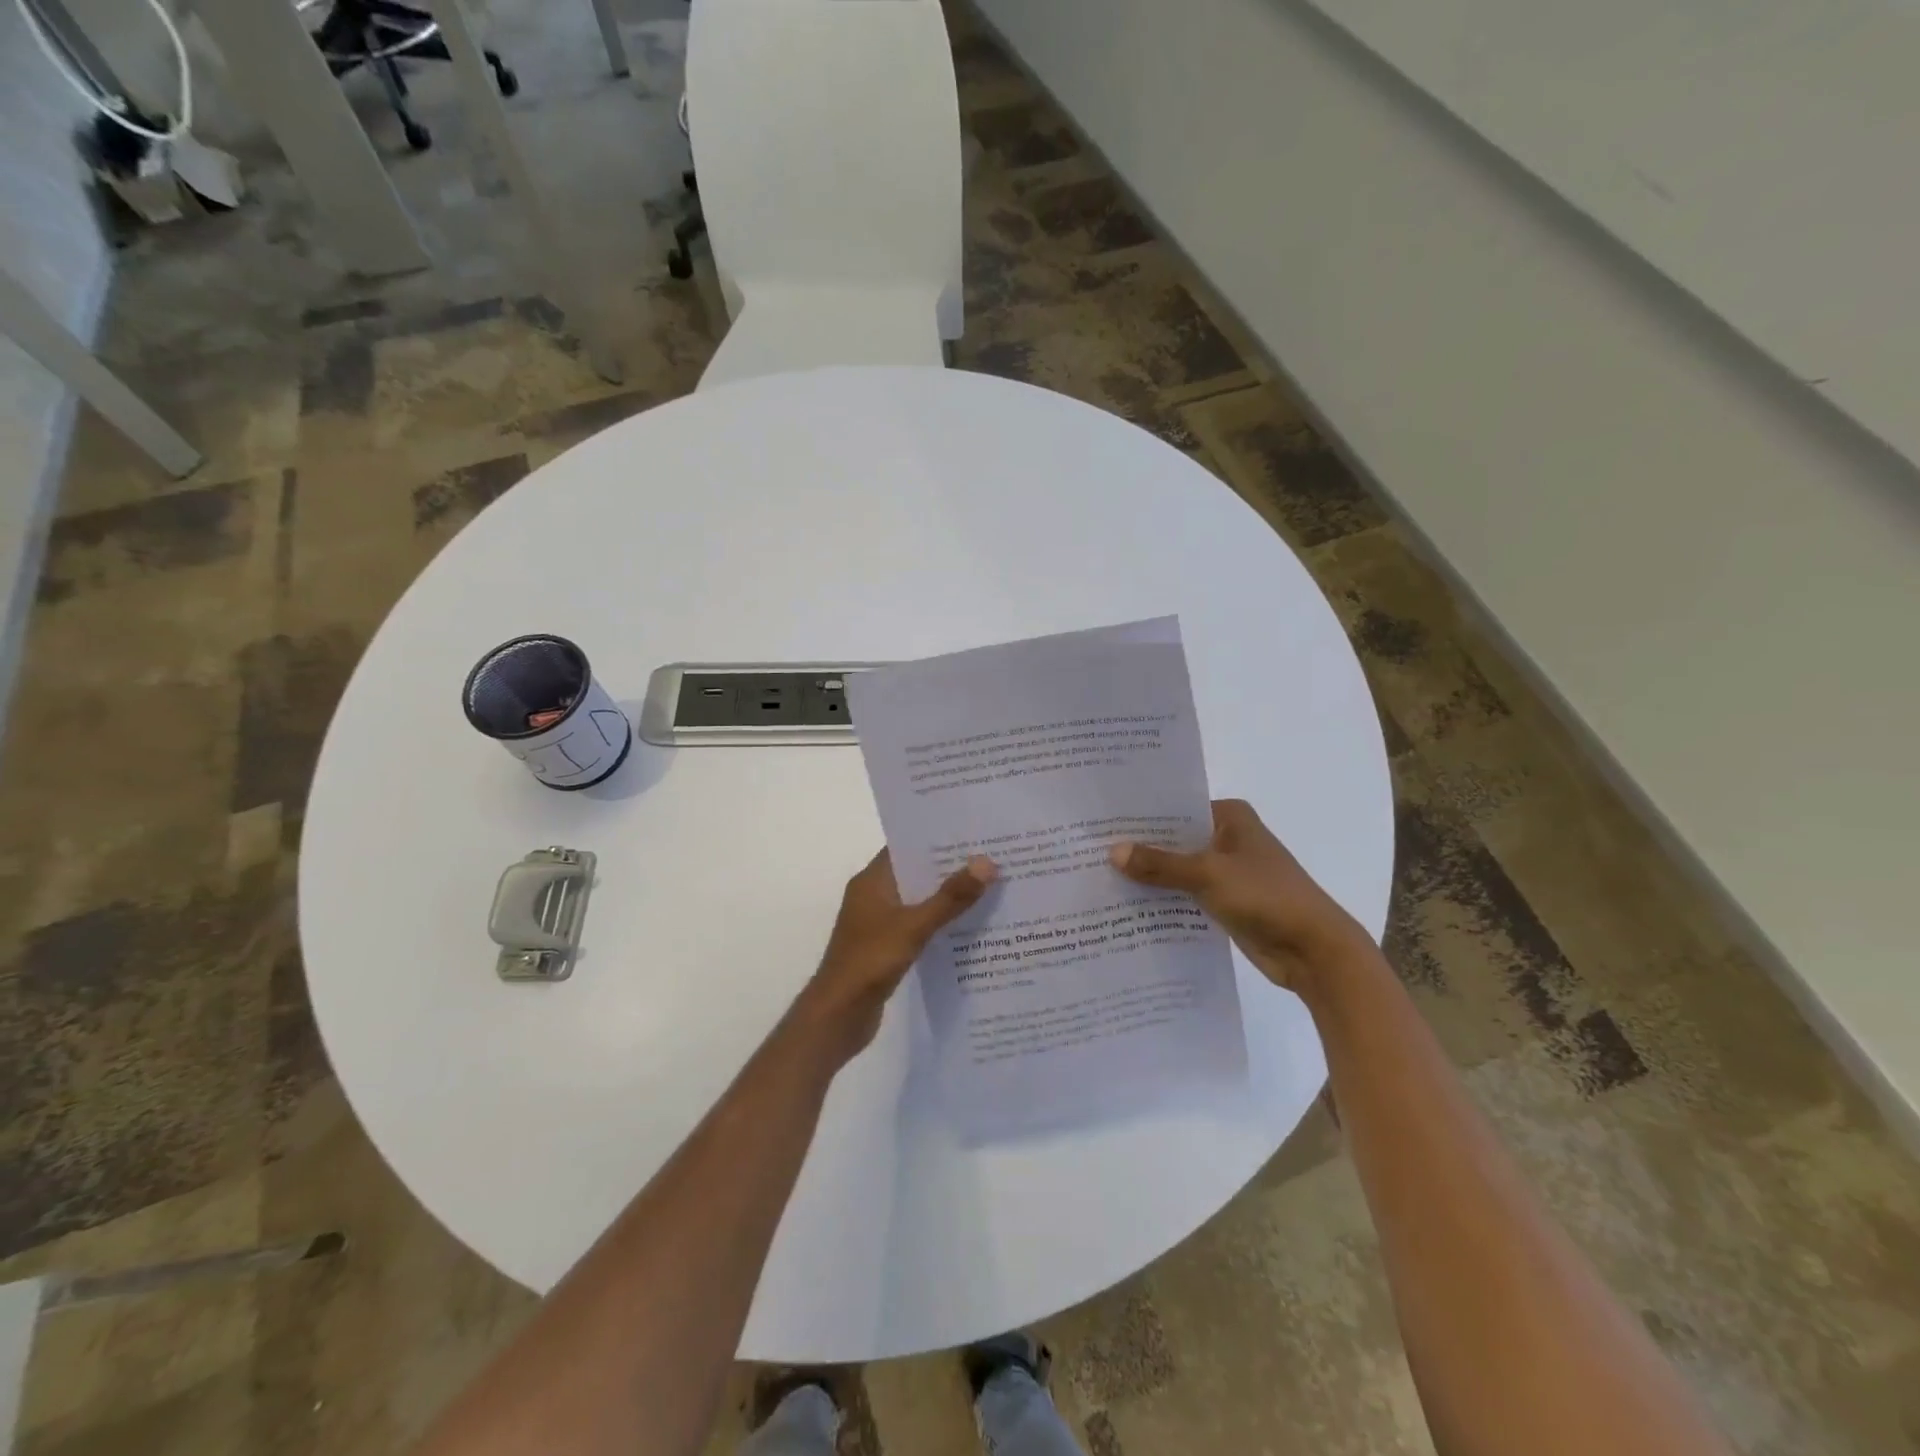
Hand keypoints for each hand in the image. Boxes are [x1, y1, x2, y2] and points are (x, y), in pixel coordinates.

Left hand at [802, 850, 997, 1059]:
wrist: (838, 1016)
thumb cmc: (870, 961)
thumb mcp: (914, 926)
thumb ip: (950, 897)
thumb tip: (986, 863)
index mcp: (872, 881)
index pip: (906, 847)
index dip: (938, 840)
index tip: (974, 834)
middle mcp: (874, 896)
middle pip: (916, 873)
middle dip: (950, 869)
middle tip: (993, 860)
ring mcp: (879, 923)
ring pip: (919, 901)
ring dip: (947, 899)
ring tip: (990, 890)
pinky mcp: (886, 948)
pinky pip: (918, 926)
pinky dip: (939, 925)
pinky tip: (970, 929)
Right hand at [1109, 799, 1370, 993]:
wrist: (1314, 951)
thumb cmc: (1266, 896)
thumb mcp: (1207, 874)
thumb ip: (1159, 864)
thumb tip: (1112, 852)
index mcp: (1230, 817)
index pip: (1175, 808)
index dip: (1140, 816)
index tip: (1100, 822)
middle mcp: (1228, 838)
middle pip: (1174, 839)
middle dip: (1140, 848)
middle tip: (1090, 850)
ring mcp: (1227, 871)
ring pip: (1178, 868)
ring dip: (1150, 876)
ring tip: (1100, 877)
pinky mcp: (1225, 901)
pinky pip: (1185, 894)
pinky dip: (1164, 899)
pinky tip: (1128, 905)